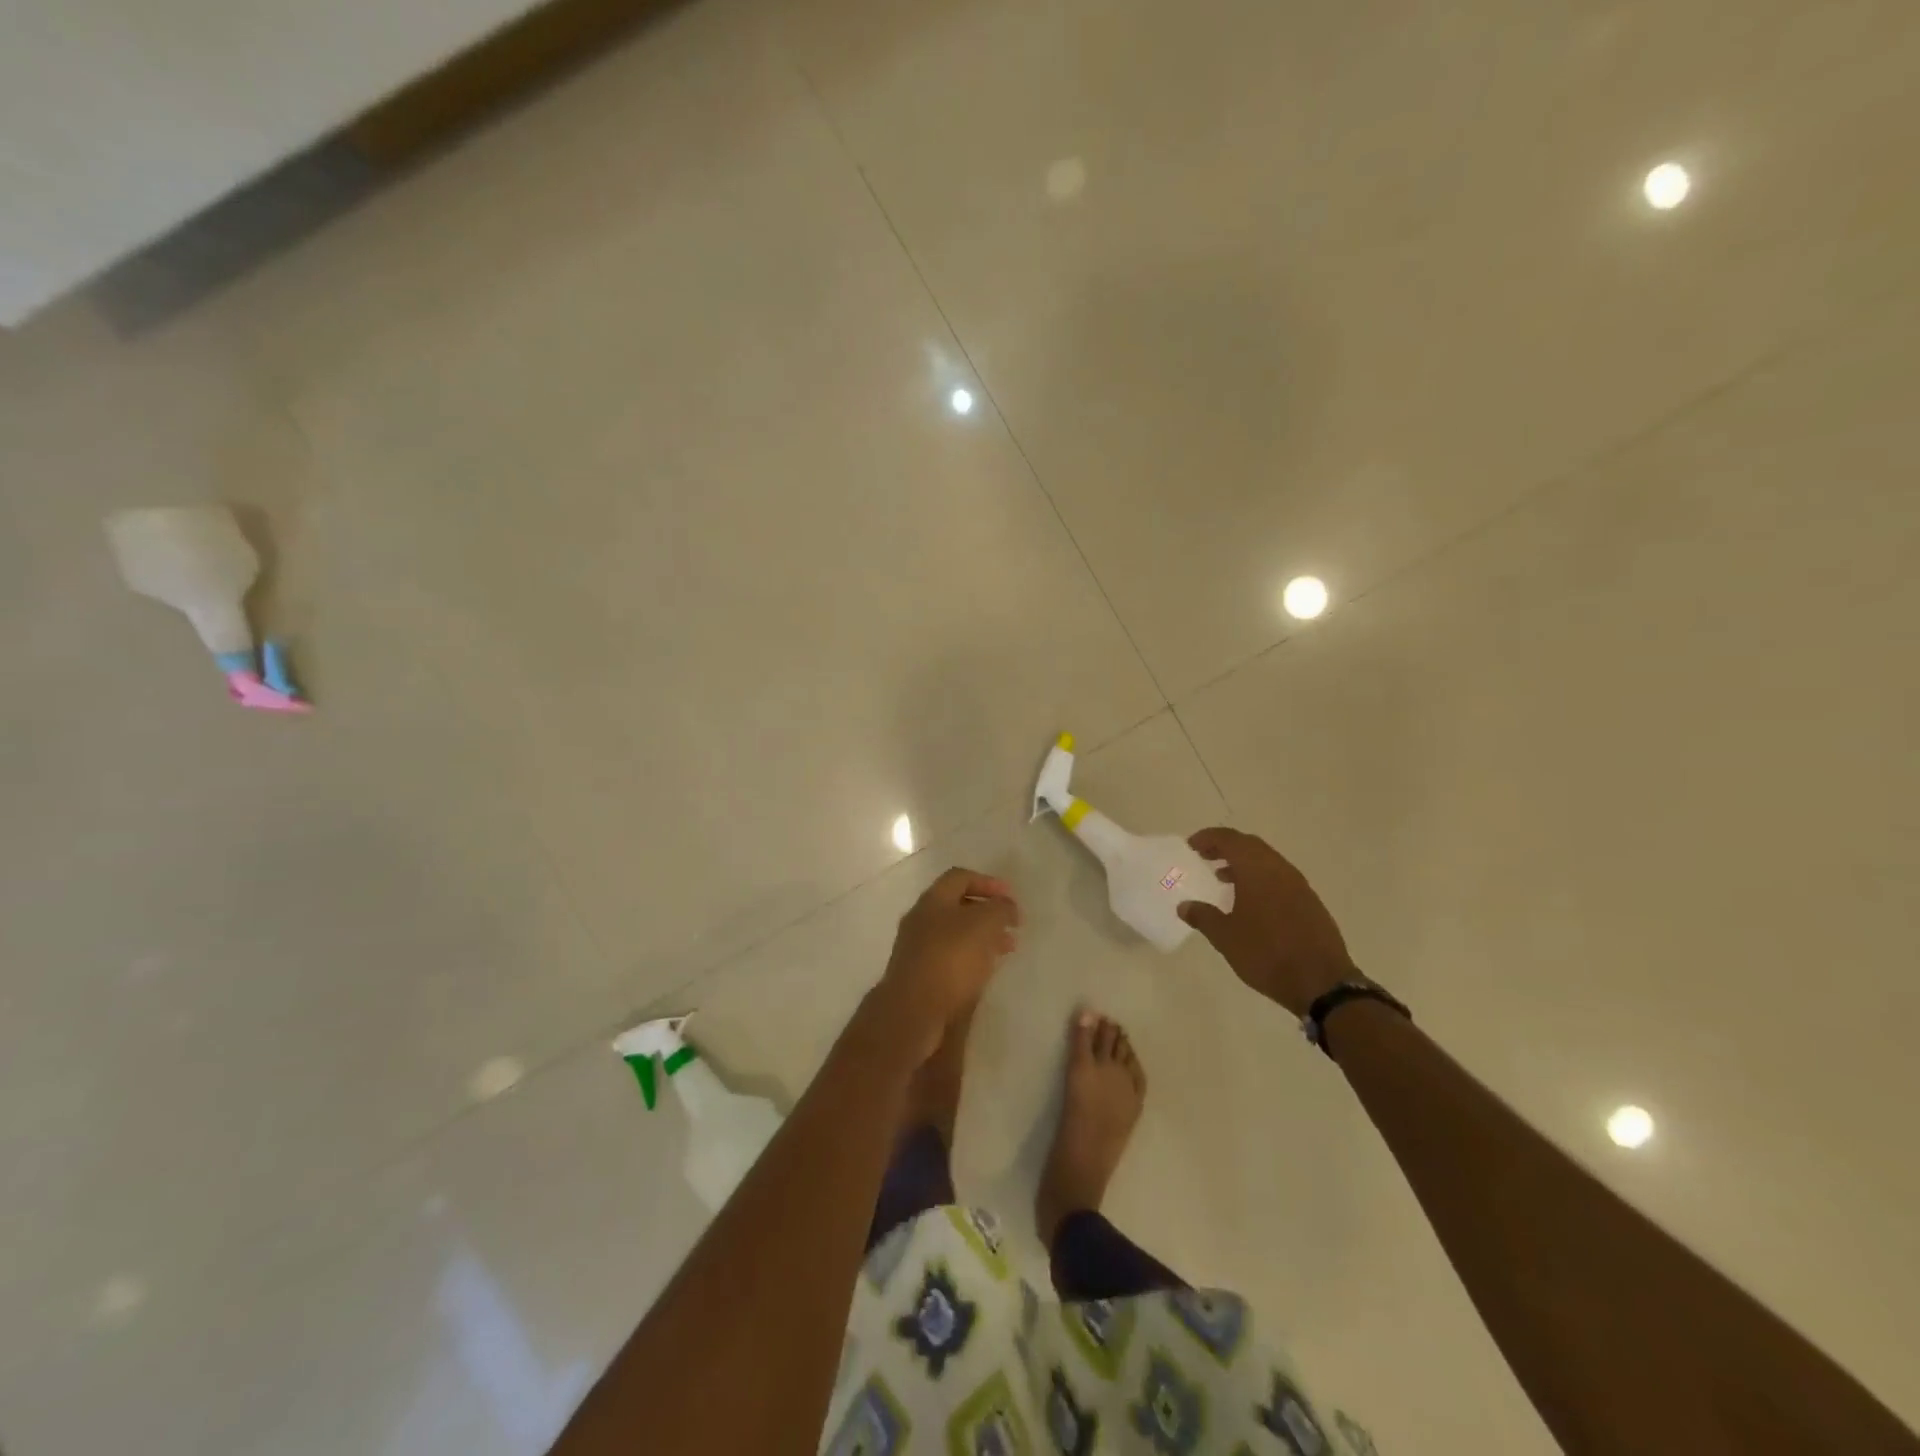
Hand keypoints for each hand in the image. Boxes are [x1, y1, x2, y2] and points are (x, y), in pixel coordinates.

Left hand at [873, 868, 1019, 1061]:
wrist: (913, 1010)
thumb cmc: (951, 958)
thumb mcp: (984, 924)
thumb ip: (999, 909)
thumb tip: (1006, 906)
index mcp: (933, 899)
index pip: (960, 877)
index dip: (988, 882)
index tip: (1011, 897)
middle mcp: (921, 919)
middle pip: (957, 906)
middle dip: (987, 913)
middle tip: (1012, 926)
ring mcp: (916, 948)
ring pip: (955, 934)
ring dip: (982, 937)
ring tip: (1006, 949)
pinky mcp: (919, 975)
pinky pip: (950, 957)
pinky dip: (971, 957)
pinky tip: (985, 970)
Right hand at [1177, 828, 1356, 1014]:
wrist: (1322, 982)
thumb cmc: (1266, 954)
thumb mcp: (1226, 938)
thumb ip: (1203, 917)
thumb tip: (1184, 906)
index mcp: (1257, 870)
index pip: (1229, 839)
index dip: (1208, 838)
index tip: (1191, 846)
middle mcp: (1279, 869)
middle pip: (1249, 845)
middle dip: (1225, 847)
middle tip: (1204, 857)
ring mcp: (1299, 885)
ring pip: (1266, 861)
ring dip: (1243, 863)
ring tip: (1222, 879)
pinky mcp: (1310, 902)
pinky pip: (1279, 877)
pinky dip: (1260, 878)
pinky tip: (1250, 902)